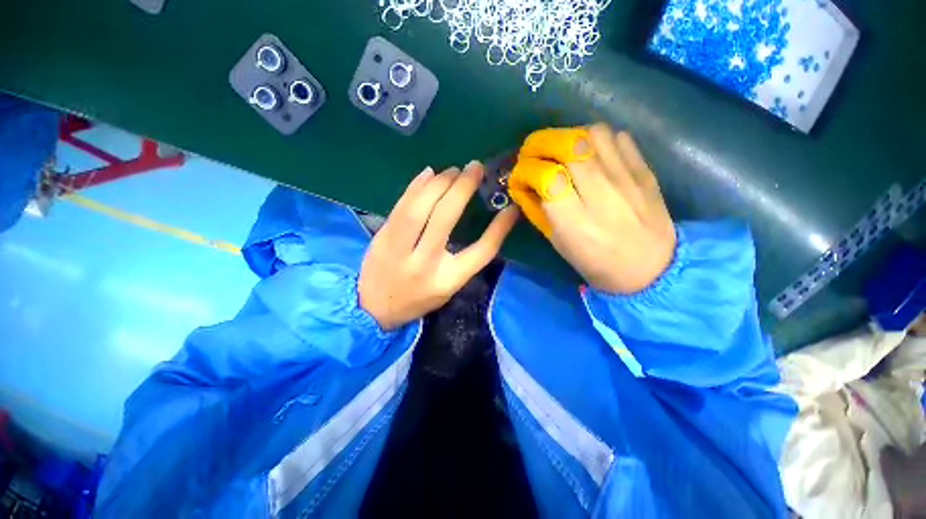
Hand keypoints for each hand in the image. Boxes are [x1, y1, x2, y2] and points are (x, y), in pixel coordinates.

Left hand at [358, 162, 518, 329]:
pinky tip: (428, 172)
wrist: (372, 308)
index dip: (499, 228)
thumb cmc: (418, 299)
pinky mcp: (381, 237)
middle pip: (446, 218)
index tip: (511, 208)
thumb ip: (466, 261)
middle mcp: (425, 263)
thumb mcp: (448, 288)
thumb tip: (485, 225)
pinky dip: (416, 186)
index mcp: (448, 279)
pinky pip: (400, 206)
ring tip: (453, 170)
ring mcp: (399, 249)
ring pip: (420, 207)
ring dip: (439, 183)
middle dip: (462, 188)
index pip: (482, 251)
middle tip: (475, 168)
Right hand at [521, 124, 675, 293]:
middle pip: (569, 146)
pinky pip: (618, 138)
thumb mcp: (558, 244)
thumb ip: (538, 212)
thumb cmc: (596, 263)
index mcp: (576, 222)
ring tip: (560, 151)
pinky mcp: (645, 171)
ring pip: (593, 134)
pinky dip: (597, 140)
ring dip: (569, 137)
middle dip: (541, 142)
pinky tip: (590, 154)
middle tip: (531, 151)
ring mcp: (627, 179)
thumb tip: (523, 185)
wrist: (652, 268)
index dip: (526, 169)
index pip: (546, 177)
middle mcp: (602, 195)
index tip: (520, 175)